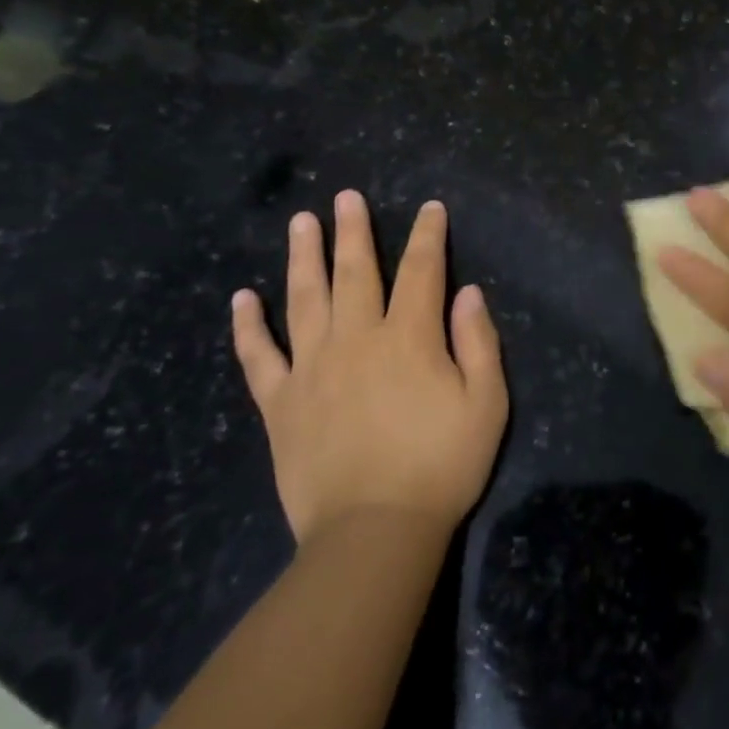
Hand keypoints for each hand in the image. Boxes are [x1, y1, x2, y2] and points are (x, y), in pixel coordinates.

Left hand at [231, 191, 508, 543]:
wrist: (374, 532)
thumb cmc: (441, 466)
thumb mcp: (486, 404)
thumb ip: (478, 342)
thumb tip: (467, 292)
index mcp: (409, 338)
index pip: (420, 272)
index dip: (427, 236)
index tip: (430, 209)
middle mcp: (356, 340)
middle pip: (355, 272)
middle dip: (354, 231)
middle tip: (346, 196)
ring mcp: (312, 369)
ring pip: (304, 299)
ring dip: (303, 256)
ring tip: (301, 222)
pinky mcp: (280, 403)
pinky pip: (259, 357)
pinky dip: (249, 326)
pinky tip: (242, 298)